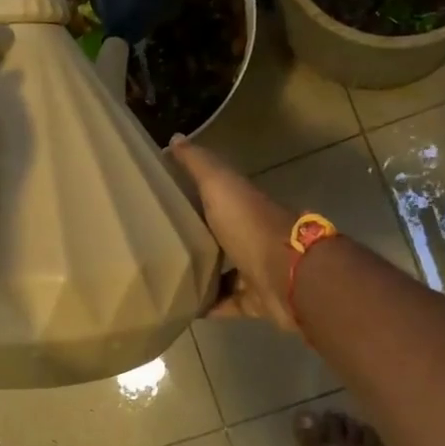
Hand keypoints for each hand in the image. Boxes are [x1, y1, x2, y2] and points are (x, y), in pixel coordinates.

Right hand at [167, 136, 299, 330]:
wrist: (288, 275)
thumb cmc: (250, 225)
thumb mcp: (220, 185)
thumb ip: (199, 164)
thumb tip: (175, 138)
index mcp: (243, 205)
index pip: (216, 196)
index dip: (193, 195)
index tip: (162, 199)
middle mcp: (251, 235)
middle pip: (219, 235)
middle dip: (195, 238)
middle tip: (155, 243)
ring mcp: (256, 269)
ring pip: (224, 271)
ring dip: (201, 274)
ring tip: (165, 276)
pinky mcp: (256, 300)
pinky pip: (228, 303)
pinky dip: (209, 305)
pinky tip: (182, 307)